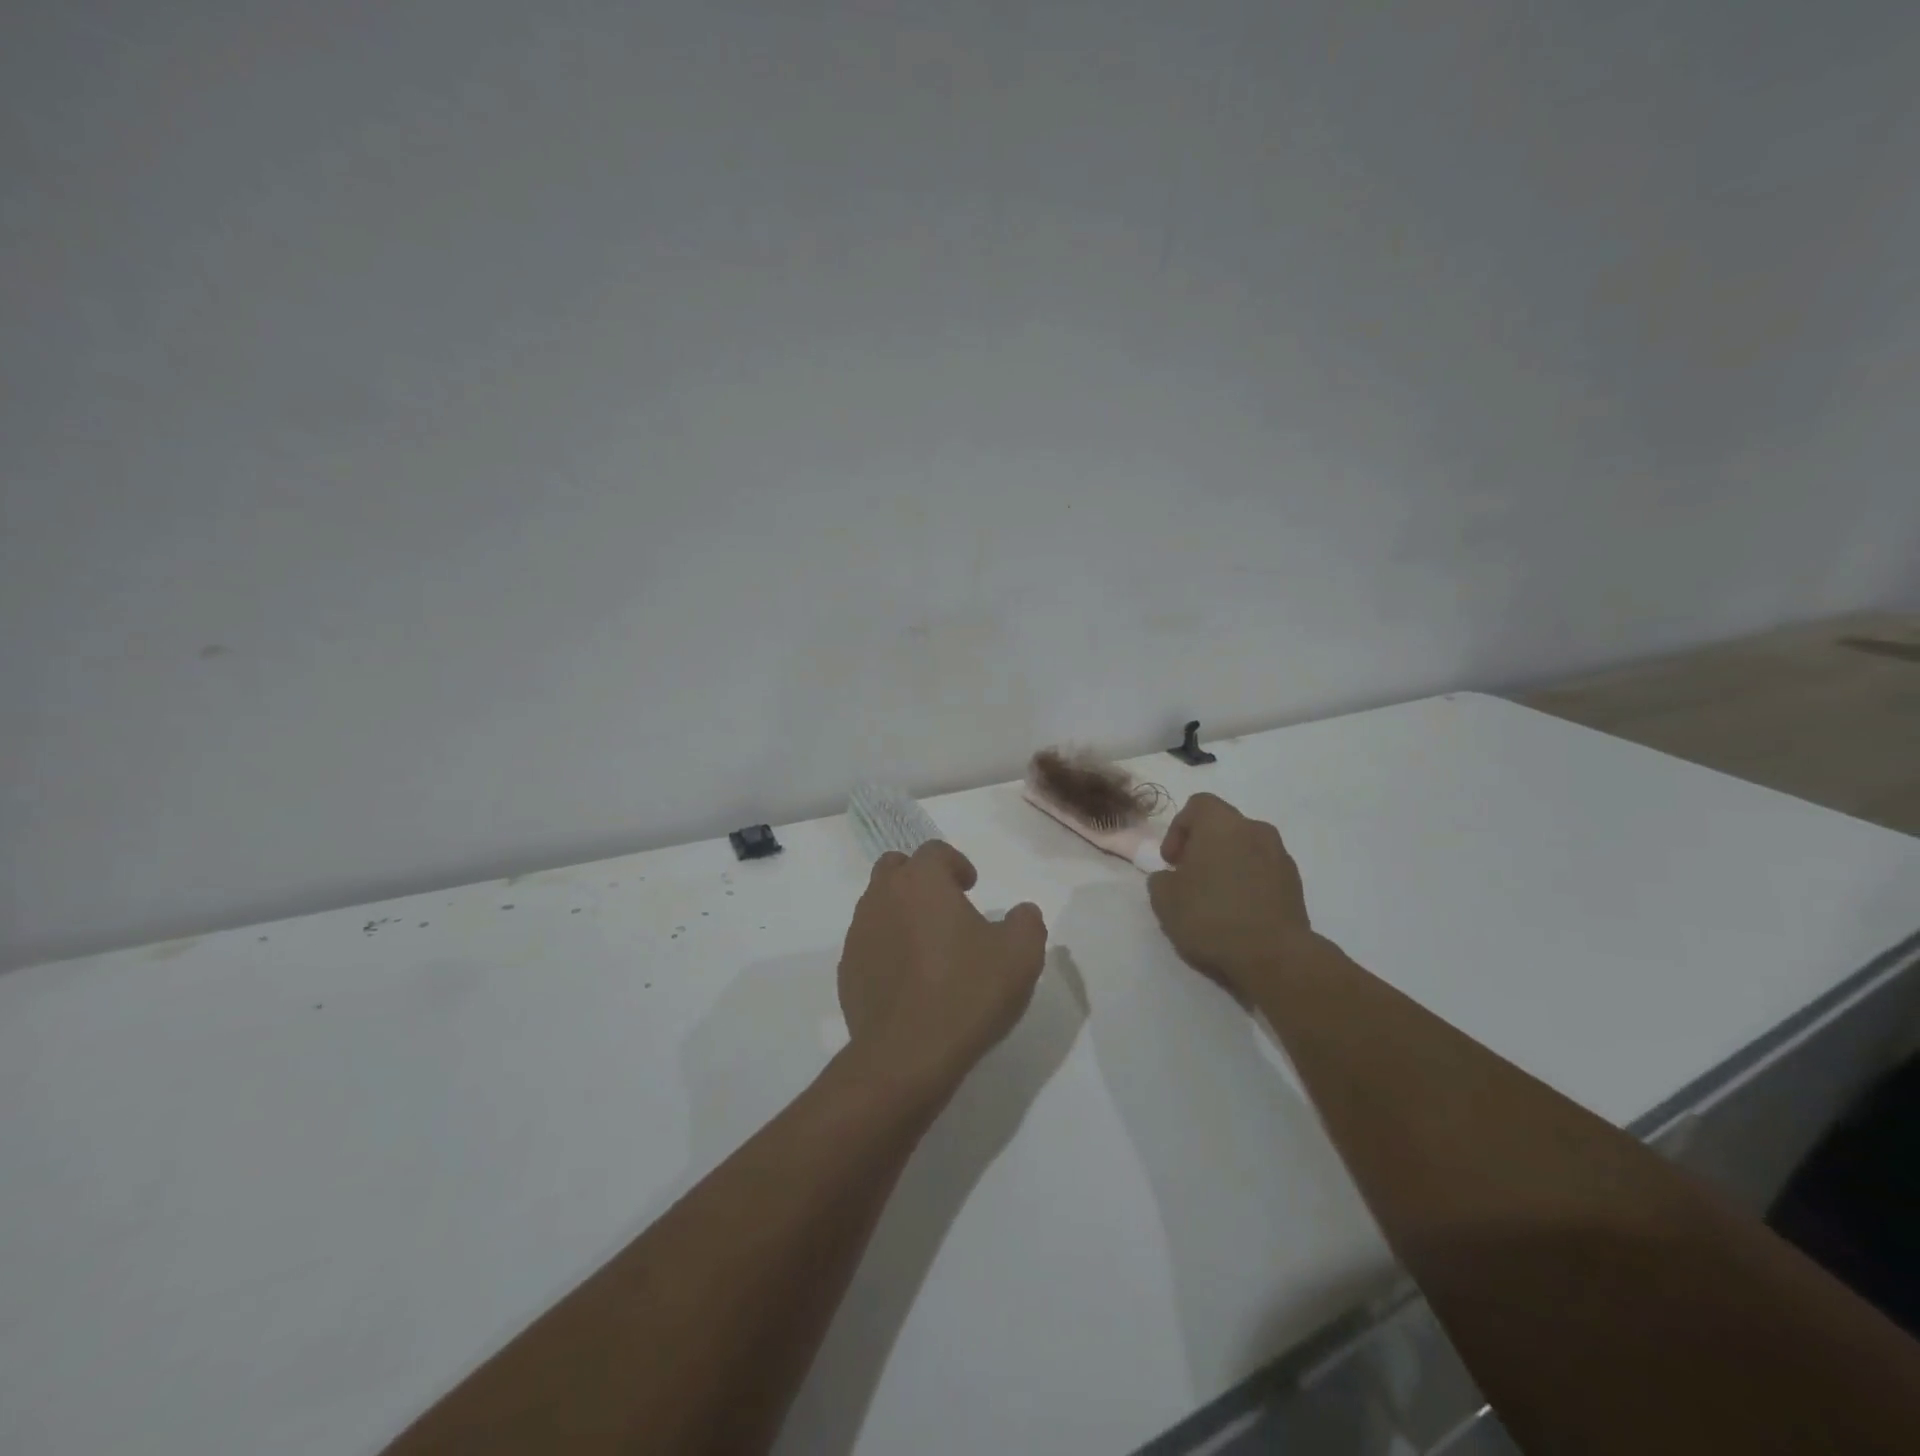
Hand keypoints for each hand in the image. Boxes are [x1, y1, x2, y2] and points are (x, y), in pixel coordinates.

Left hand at [838, 841, 1048, 1091]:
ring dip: (901, 912)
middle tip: (946, 906)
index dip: (956, 863)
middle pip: (896, 868)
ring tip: (929, 945)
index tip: (972, 887)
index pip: (934, 851)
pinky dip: (886, 948)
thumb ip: (1026, 922)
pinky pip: (869, 944)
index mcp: (922, 881)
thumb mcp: (1020, 955)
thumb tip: (1022, 912)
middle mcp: (883, 897)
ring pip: (878, 904)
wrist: (907, 1055)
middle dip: (920, 878)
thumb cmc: (967, 992)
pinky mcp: (847, 971)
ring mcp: (859, 934)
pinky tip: (909, 979)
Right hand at [1147, 792, 1315, 1001]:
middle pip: (1224, 826)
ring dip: (1228, 865)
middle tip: (1190, 878)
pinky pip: (1264, 872)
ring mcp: (1281, 857)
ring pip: (1246, 849)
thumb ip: (1161, 879)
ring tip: (1215, 899)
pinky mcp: (1296, 885)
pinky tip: (1238, 914)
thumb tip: (1171, 878)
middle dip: (1204, 847)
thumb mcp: (1164, 899)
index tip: (1172, 861)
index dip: (1178, 829)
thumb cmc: (1211, 916)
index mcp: (1222, 824)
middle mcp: (1255, 830)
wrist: (1274, 956)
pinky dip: (1249, 883)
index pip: (1198, 805)